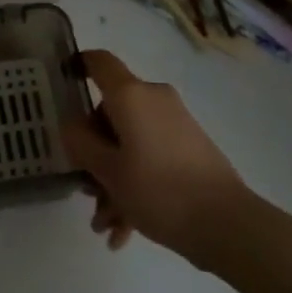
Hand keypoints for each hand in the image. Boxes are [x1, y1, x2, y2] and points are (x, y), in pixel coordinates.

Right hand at [61, 50, 252, 263]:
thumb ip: (81, 143)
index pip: (99, 62)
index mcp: (131, 95)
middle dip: (95, 152)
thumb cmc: (159, 190)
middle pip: (112, 112)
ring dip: (114, 179)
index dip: (78, 65)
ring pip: (130, 142)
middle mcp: (153, 99)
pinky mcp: (190, 147)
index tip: (63, 84)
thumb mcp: (108, 171)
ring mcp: (175, 123)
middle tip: (87, 190)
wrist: (227, 224)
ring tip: (107, 224)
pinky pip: (151, 155)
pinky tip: (126, 230)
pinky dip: (136, 184)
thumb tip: (73, 125)